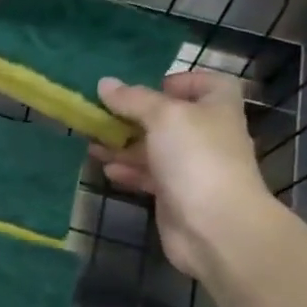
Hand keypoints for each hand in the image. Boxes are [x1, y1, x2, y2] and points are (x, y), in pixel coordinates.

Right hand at [93, 70, 280, 281]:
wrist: (214, 225)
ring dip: (123, 144)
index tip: (147, 86)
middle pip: (169, 117)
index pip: (205, 83)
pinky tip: (105, 169)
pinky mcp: (175, 193)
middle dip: (134, 115)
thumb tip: (105, 83)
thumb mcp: (163, 116)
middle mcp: (206, 134)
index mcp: (216, 107)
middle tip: (101, 114)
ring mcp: (191, 166)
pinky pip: (147, 175)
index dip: (178, 81)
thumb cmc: (195, 158)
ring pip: (153, 148)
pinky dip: (127, 170)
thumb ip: (133, 99)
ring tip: (91, 142)